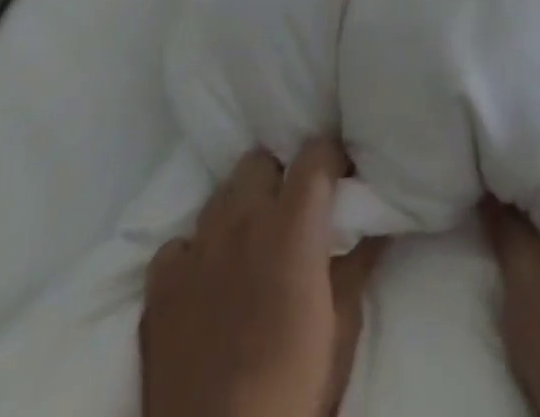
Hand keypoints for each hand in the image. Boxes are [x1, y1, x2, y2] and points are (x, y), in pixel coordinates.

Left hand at [140, 140, 384, 416]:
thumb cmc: (297, 387)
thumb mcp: (343, 326)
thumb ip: (357, 265)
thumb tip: (379, 227)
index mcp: (293, 224)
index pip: (314, 152)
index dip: (330, 158)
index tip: (339, 176)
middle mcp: (242, 220)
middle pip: (259, 161)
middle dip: (278, 176)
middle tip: (292, 210)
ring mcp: (197, 250)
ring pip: (219, 195)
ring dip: (238, 208)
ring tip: (250, 241)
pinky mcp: (160, 287)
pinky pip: (177, 244)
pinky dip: (194, 252)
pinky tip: (205, 279)